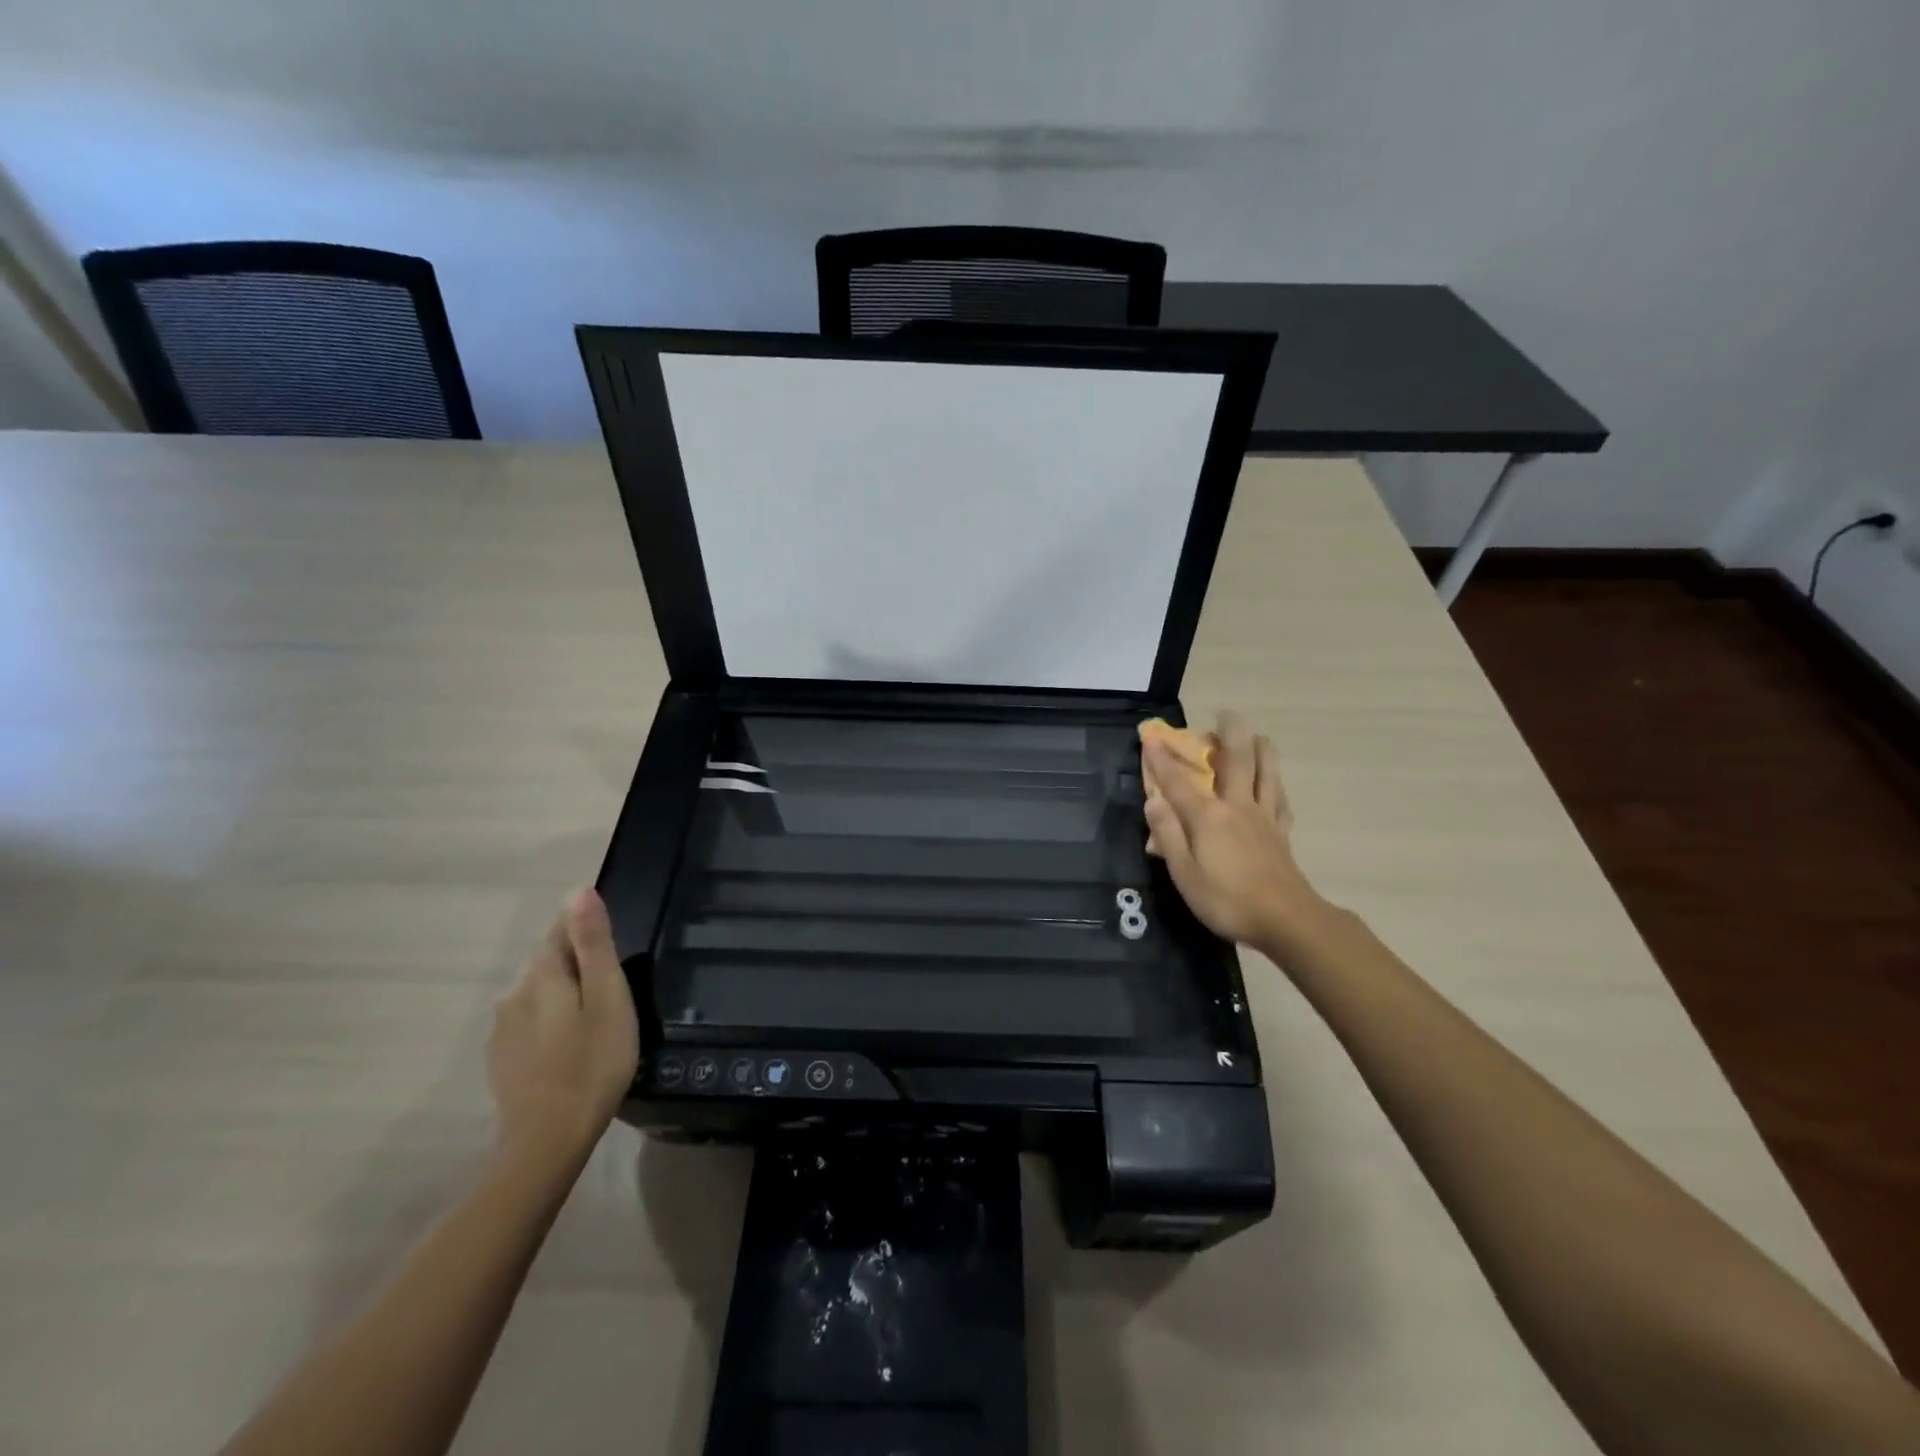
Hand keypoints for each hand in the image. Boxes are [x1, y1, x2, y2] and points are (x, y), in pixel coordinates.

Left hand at [488, 888, 638, 1163]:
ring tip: (596, 1019)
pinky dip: (551, 1023)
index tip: (612, 947)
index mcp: (543, 974)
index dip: (587, 929)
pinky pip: (530, 1022)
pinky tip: (571, 1046)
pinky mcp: (502, 1057)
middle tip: (614, 989)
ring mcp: (502, 1028)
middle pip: (549, 961)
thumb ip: (593, 944)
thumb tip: (579, 891)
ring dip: (564, 995)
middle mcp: (513, 993)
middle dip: (578, 964)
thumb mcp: (608, 998)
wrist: (547, 1140)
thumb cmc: (593, 1062)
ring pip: (539, 993)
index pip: (561, 930)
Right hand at [1142, 711, 1326, 948]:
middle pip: (1236, 763)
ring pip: (1265, 775)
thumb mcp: (1184, 872)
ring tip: (1261, 736)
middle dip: (1228, 735)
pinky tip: (1278, 787)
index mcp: (1208, 817)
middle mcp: (1237, 808)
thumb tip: (1153, 800)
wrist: (1286, 920)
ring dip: (1262, 751)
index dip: (1162, 759)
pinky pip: (1280, 802)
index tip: (1150, 735)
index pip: (1178, 782)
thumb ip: (1168, 834)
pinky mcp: (1282, 835)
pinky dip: (1277, 787)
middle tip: (1227, 713)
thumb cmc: (1226, 899)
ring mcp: (1264, 819)